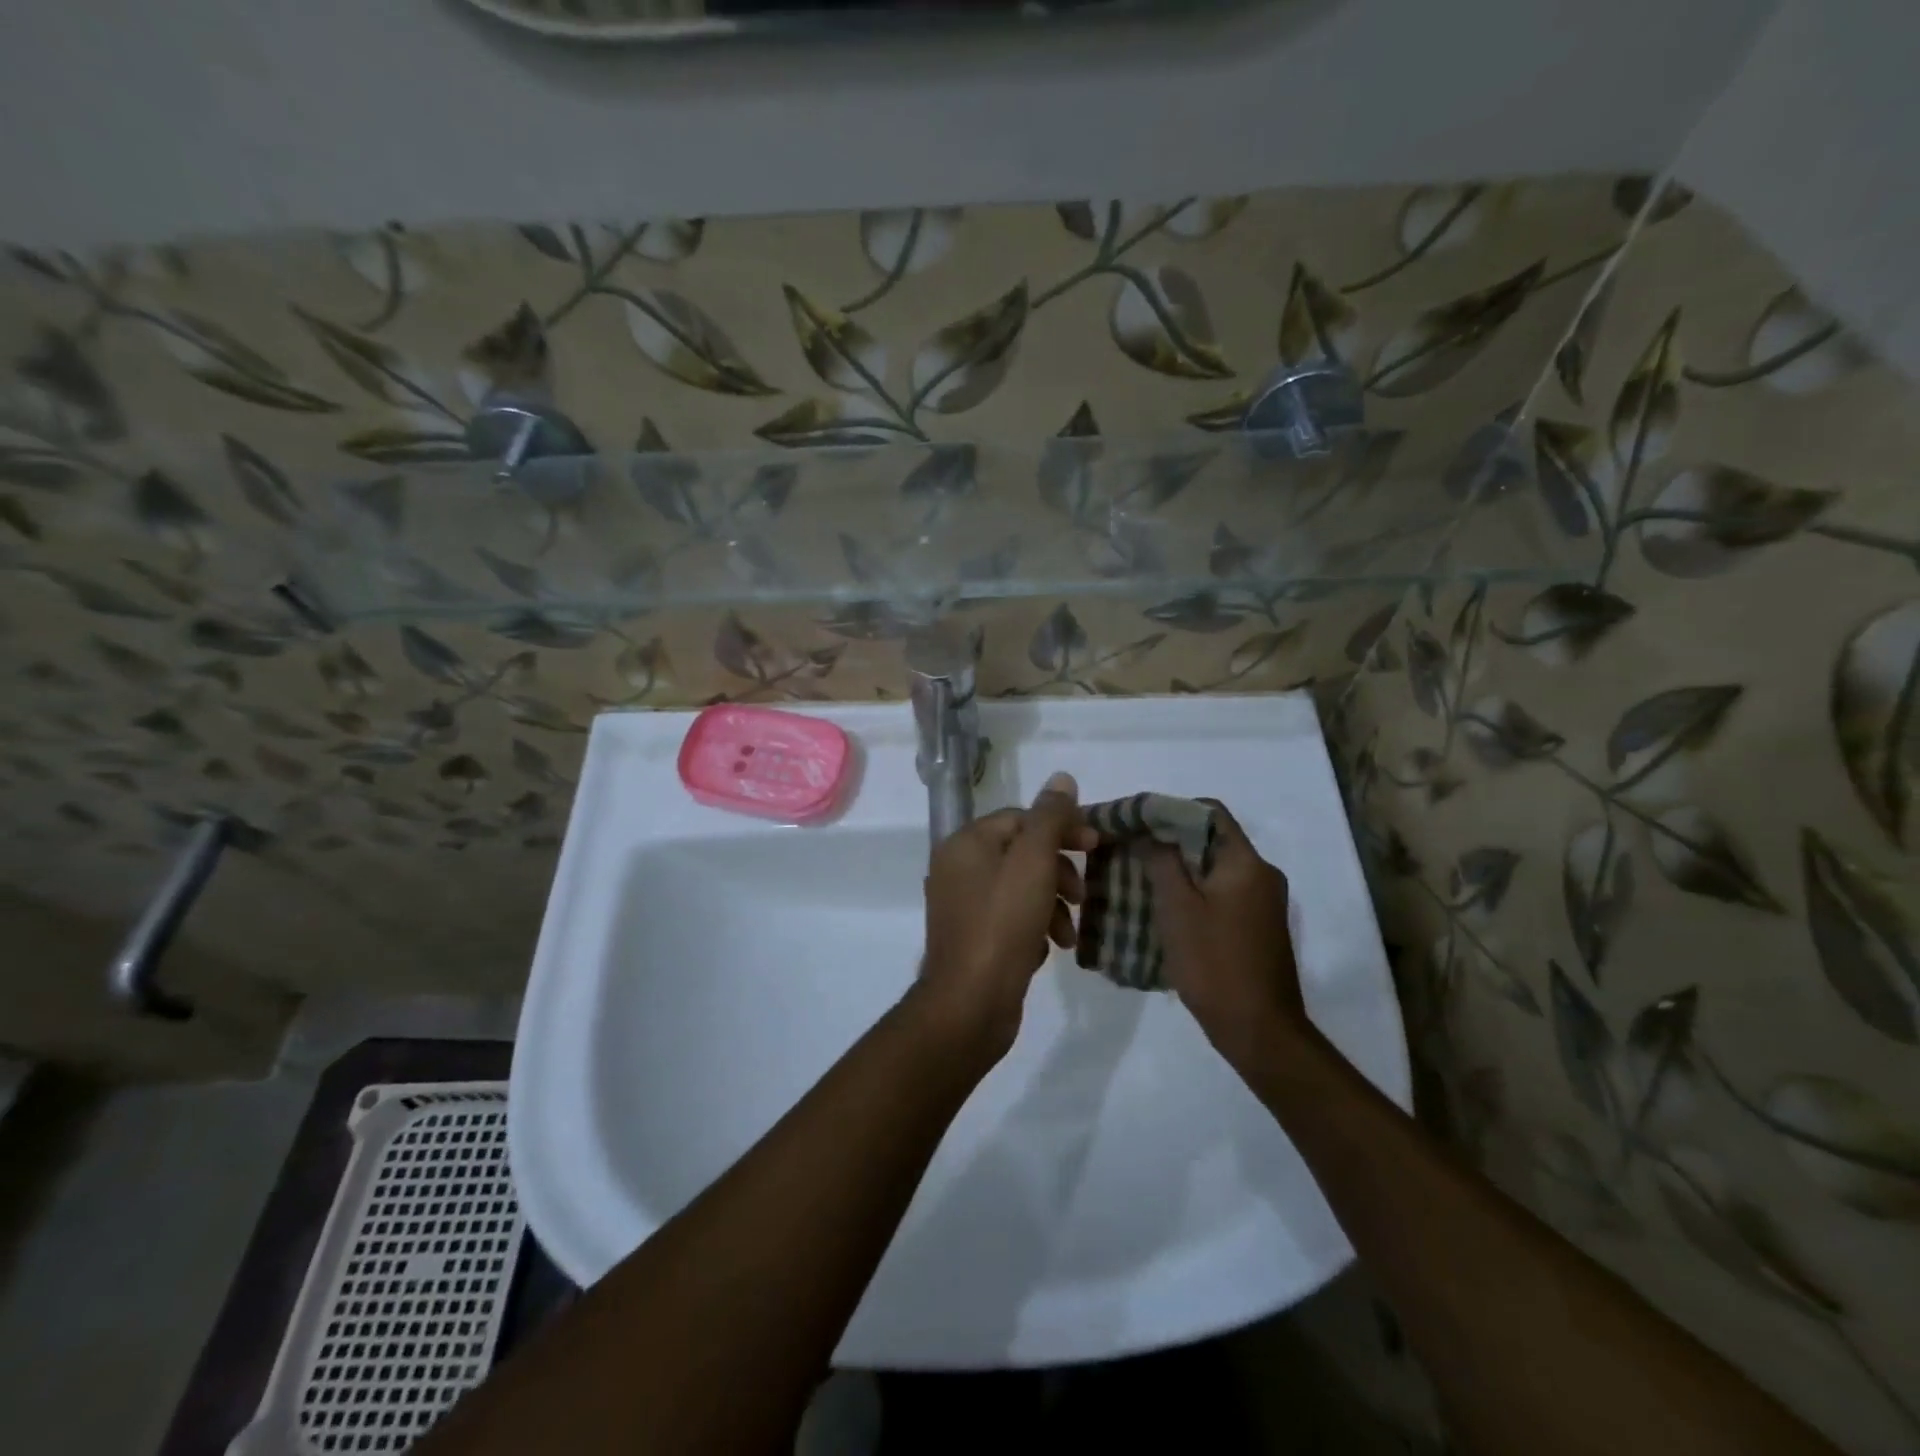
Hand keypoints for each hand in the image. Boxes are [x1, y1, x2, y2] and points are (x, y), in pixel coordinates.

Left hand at [918, 771, 1097, 1059]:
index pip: (1021, 817)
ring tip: (1067, 933)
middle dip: (1058, 870)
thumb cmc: (1002, 925)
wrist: (969, 1005)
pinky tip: (1046, 949)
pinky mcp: (972, 938)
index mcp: (965, 843)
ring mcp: (962, 906)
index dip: (1061, 827)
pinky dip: (1033, 927)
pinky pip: (1010, 918)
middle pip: (1021, 853)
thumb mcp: (1033, 863)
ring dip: (1051, 904)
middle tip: (1082, 892)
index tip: (1095, 846)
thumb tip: (1062, 778)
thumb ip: (1049, 818)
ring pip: (1019, 888)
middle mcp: (957, 868)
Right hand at [1149, 800, 1309, 1071]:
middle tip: (1129, 849)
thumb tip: (1150, 832)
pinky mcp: (1258, 925)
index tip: (1135, 822)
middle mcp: (1261, 874)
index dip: (1170, 809)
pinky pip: (1221, 892)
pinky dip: (1193, 891)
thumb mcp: (1177, 908)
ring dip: (1178, 868)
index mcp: (1246, 862)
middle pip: (1211, 839)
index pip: (1209, 811)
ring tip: (1139, 877)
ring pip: (1214, 868)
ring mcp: (1263, 902)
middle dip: (1169, 840)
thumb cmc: (1215, 964)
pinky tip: (1164, 908)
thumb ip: (1162, 862)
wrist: (1259, 1030)